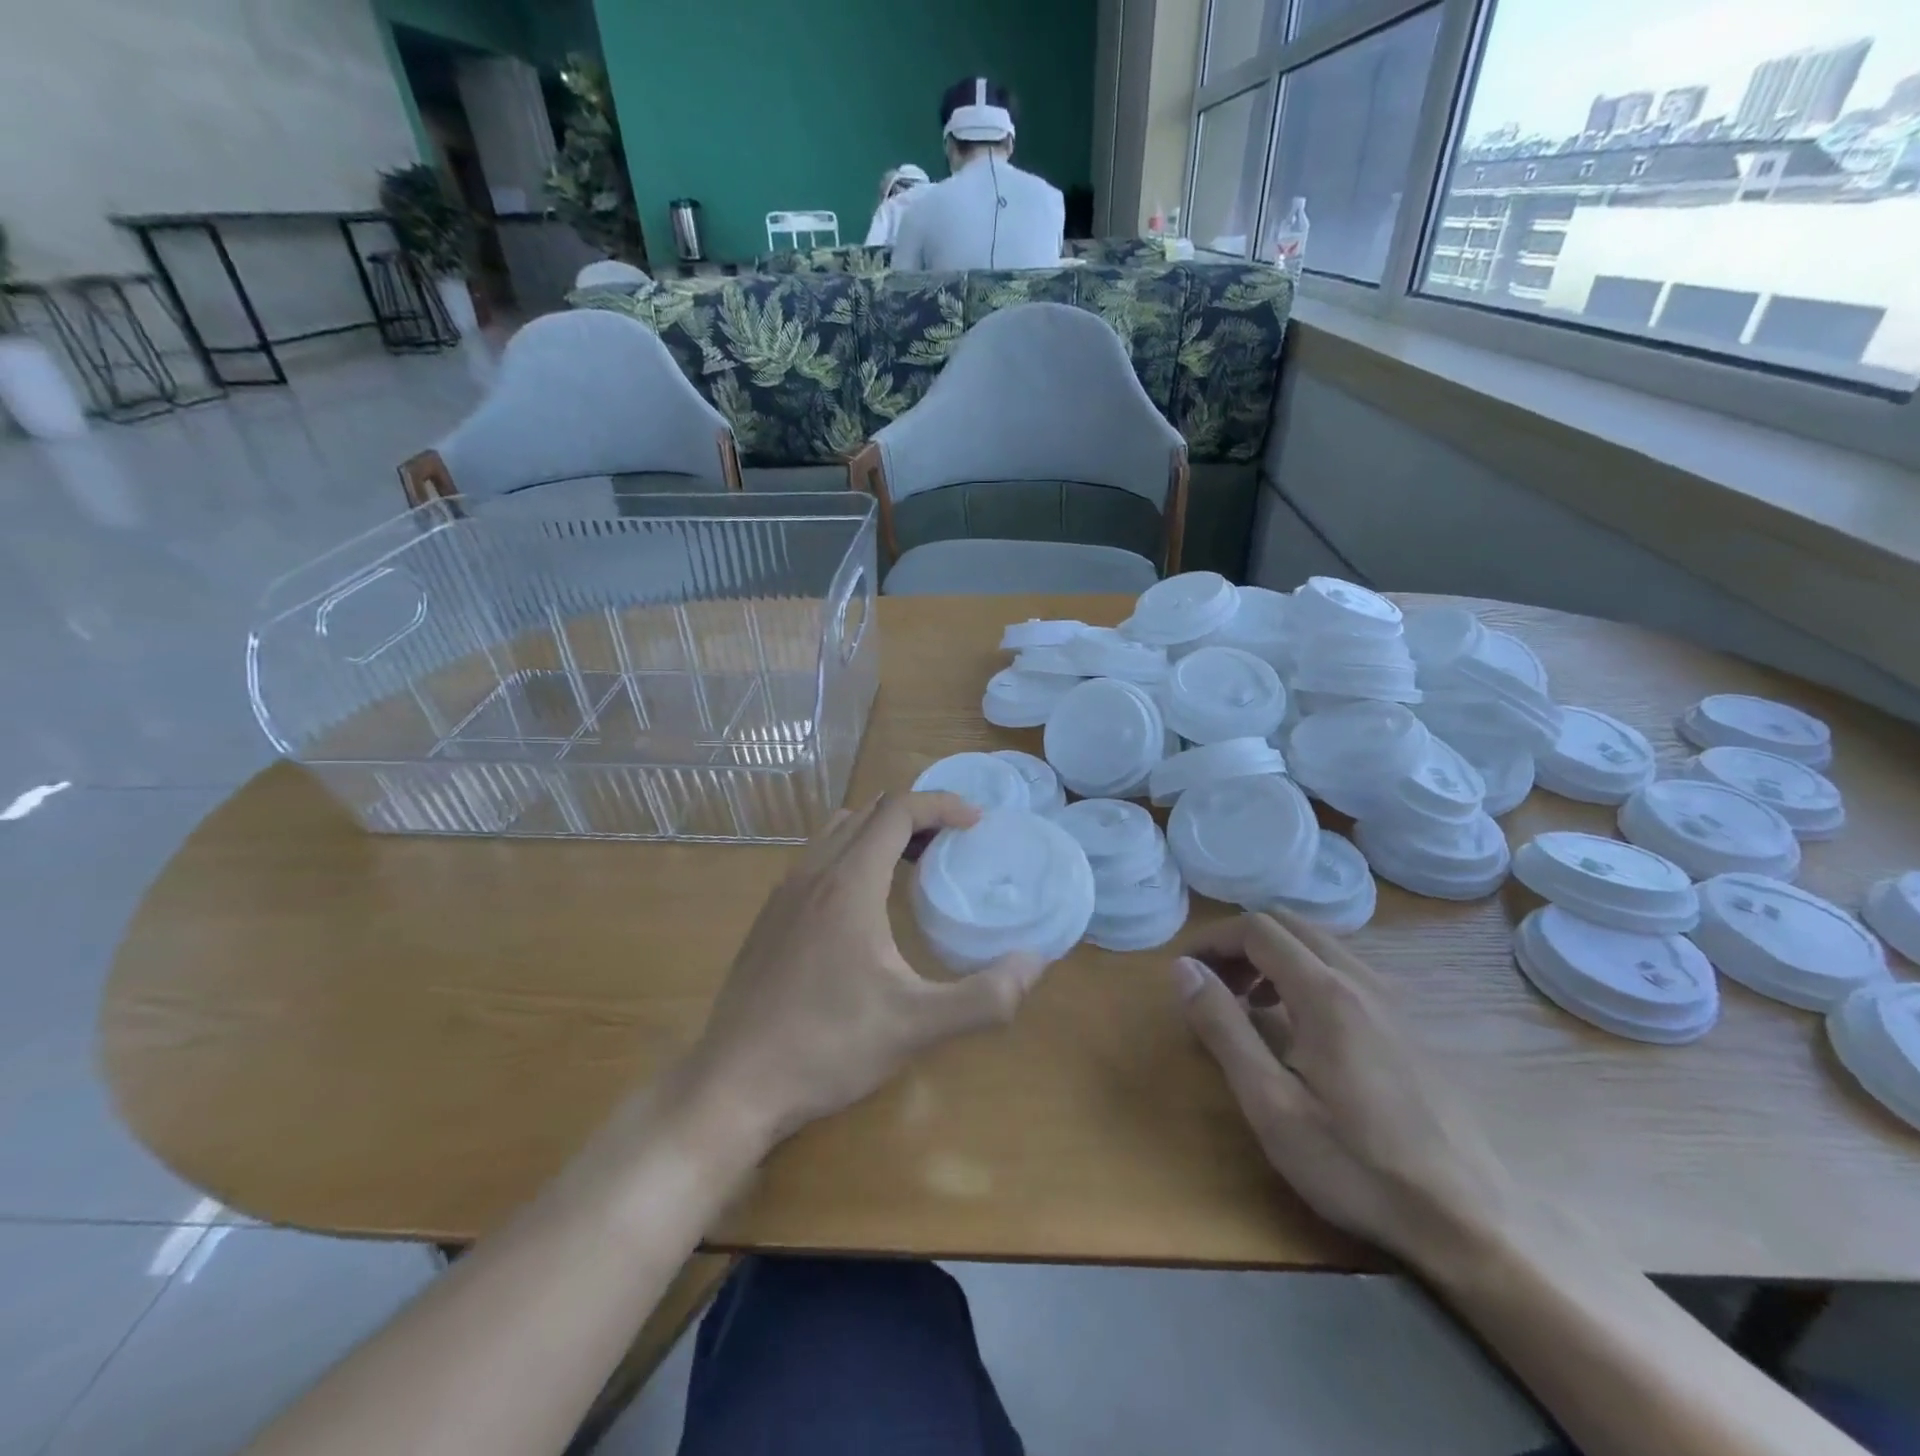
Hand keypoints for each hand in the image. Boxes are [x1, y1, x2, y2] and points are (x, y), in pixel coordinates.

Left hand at [683, 791, 1047, 1150]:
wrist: (732, 1085)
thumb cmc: (826, 1048)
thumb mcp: (916, 1027)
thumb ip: (984, 997)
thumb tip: (1035, 963)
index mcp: (849, 884)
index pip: (898, 810)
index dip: (942, 805)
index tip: (977, 823)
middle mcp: (813, 874)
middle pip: (869, 813)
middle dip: (917, 816)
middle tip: (953, 843)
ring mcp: (783, 894)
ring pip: (837, 832)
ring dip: (880, 833)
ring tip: (913, 865)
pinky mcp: (768, 918)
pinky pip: (816, 860)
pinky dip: (851, 856)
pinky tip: (864, 907)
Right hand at [1172, 911, 1519, 1268]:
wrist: (1469, 1222)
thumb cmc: (1356, 1165)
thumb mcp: (1270, 1103)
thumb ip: (1223, 1027)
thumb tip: (1184, 969)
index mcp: (1325, 993)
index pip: (1257, 929)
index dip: (1213, 940)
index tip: (1186, 970)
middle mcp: (1361, 980)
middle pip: (1289, 925)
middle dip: (1241, 943)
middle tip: (1213, 984)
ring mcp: (1392, 1000)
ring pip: (1319, 944)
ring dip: (1273, 957)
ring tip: (1249, 1004)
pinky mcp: (1408, 1024)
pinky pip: (1344, 970)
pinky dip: (1305, 973)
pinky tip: (1299, 1026)